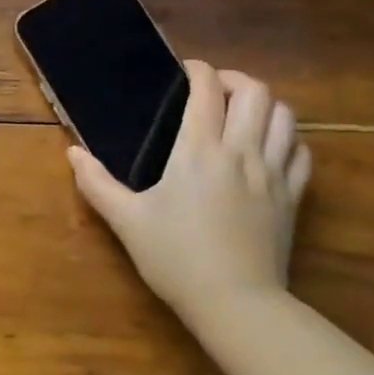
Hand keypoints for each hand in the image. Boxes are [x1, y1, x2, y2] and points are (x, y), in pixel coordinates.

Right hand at [68, 60, 310, 318]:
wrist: (235, 304)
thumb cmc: (176, 259)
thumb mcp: (127, 221)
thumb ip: (96, 183)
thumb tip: (72, 153)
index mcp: (198, 150)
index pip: (207, 89)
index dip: (198, 70)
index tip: (185, 71)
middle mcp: (240, 151)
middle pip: (255, 91)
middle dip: (235, 80)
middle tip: (215, 91)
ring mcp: (272, 174)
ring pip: (285, 116)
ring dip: (265, 105)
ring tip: (244, 114)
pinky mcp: (292, 198)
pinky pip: (301, 153)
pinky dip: (288, 139)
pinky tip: (271, 148)